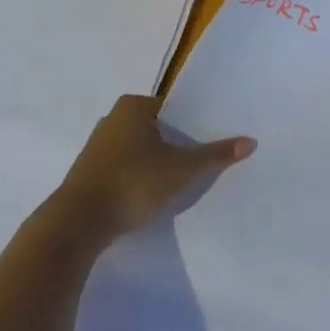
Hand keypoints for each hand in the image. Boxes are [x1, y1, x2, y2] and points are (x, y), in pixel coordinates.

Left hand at [27, 94, 254, 254]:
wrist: (78, 223)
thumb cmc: (133, 183)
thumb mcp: (182, 169)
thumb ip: (216, 155)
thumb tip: (251, 141)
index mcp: (133, 107)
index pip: (174, 108)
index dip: (195, 122)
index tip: (214, 137)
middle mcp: (112, 120)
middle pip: (158, 128)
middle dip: (178, 142)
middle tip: (205, 157)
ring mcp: (97, 147)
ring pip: (141, 149)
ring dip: (159, 161)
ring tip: (184, 177)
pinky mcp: (91, 173)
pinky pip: (126, 167)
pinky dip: (141, 176)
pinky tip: (155, 192)